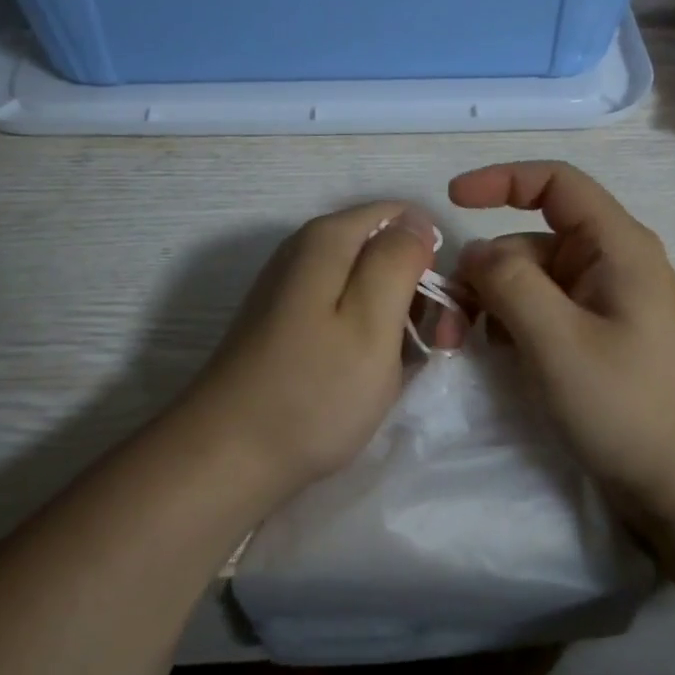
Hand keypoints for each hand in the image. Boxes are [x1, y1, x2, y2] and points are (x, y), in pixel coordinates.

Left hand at [179, 202, 438, 497]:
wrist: (227, 458)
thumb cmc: (313, 392)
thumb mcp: (372, 322)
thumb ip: (398, 260)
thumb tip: (414, 221)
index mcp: (328, 239)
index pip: (403, 216)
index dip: (433, 255)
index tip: (447, 306)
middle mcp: (305, 252)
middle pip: (383, 250)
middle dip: (418, 290)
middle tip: (438, 345)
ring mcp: (291, 290)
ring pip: (367, 285)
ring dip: (397, 319)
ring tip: (404, 369)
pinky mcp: (286, 325)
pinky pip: (344, 314)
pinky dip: (367, 337)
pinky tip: (370, 375)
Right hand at [448, 162, 674, 530]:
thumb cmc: (629, 407)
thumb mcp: (558, 341)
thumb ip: (510, 283)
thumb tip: (476, 253)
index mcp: (616, 246)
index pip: (555, 182)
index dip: (501, 180)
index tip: (451, 201)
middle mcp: (612, 264)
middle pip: (532, 240)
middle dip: (486, 269)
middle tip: (448, 321)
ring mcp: (607, 303)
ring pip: (533, 279)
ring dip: (495, 302)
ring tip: (467, 344)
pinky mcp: (599, 337)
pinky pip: (545, 311)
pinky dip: (515, 324)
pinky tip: (501, 356)